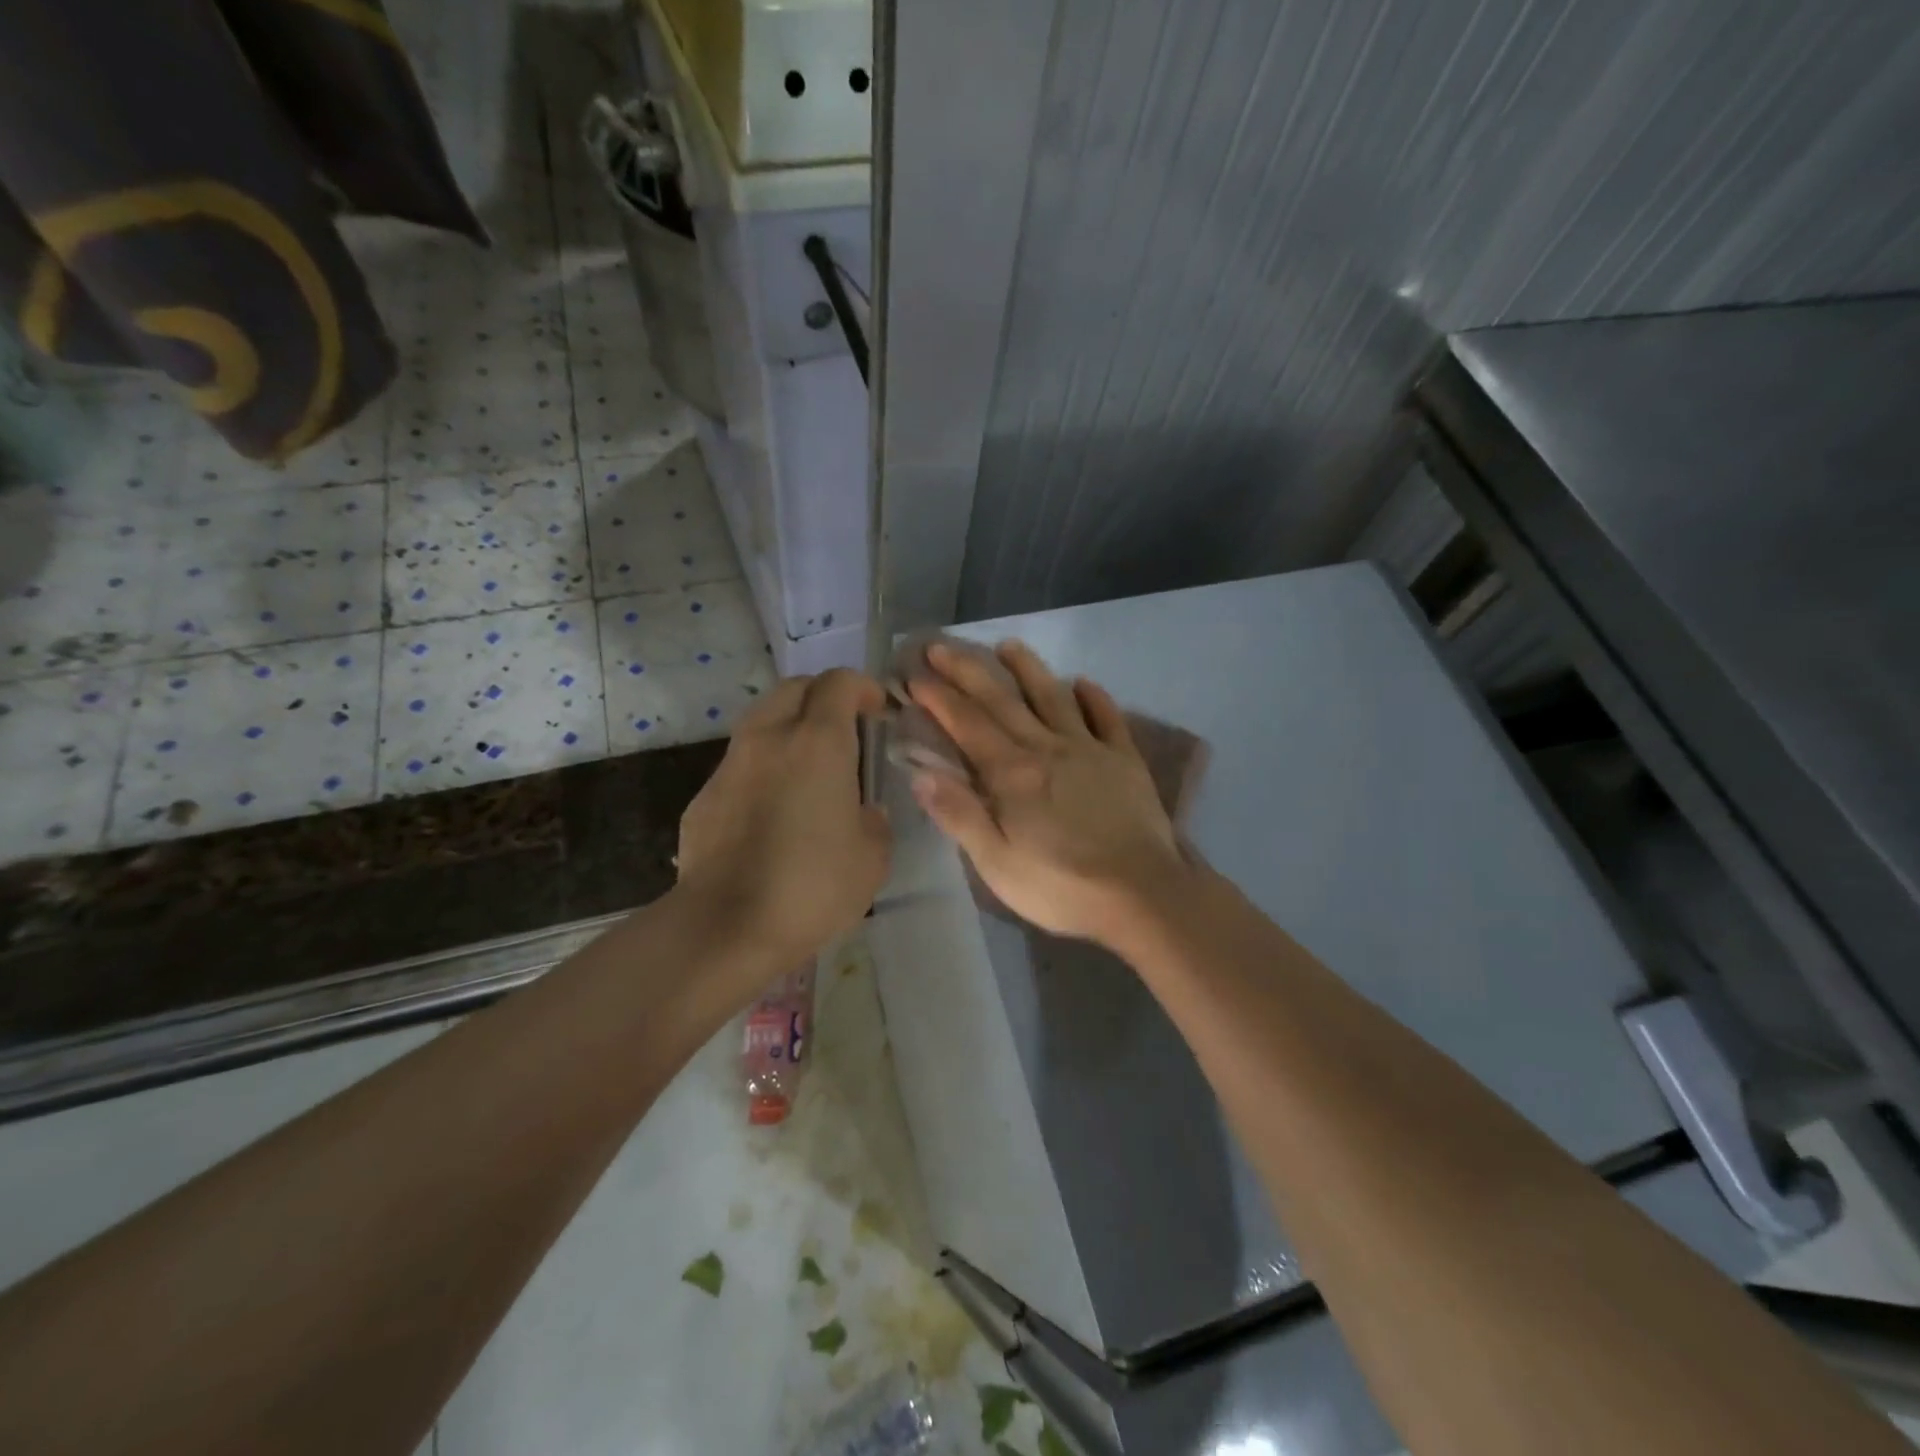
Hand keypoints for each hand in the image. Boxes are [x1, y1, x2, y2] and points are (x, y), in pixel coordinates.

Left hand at [676, 669, 891, 965]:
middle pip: (794, 688)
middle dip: (823, 697)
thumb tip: (862, 811)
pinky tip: (773, 810)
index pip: (839, 683)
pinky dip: (763, 767)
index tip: (879, 712)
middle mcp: (769, 738)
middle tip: (845, 729)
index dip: (864, 688)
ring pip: (761, 721)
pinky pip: (740, 764)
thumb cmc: (812, 886)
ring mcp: (730, 765)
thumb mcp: (872, 858)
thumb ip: (874, 821)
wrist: (725, 927)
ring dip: (789, 729)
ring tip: (809, 768)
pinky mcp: (704, 796)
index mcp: (818, 742)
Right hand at [908, 641, 1190, 945]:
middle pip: (1001, 700)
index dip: (938, 698)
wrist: (1142, 894)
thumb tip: (920, 772)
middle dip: (967, 671)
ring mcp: (1089, 749)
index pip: (966, 724)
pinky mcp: (1124, 759)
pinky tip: (1082, 682)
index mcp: (1011, 773)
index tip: (914, 675)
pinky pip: (1106, 717)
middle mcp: (1046, 747)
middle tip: (940, 647)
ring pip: (1052, 696)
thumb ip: (959, 814)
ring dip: (1027, 668)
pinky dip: (1093, 696)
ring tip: (1008, 645)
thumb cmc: (1060, 886)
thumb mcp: (996, 863)